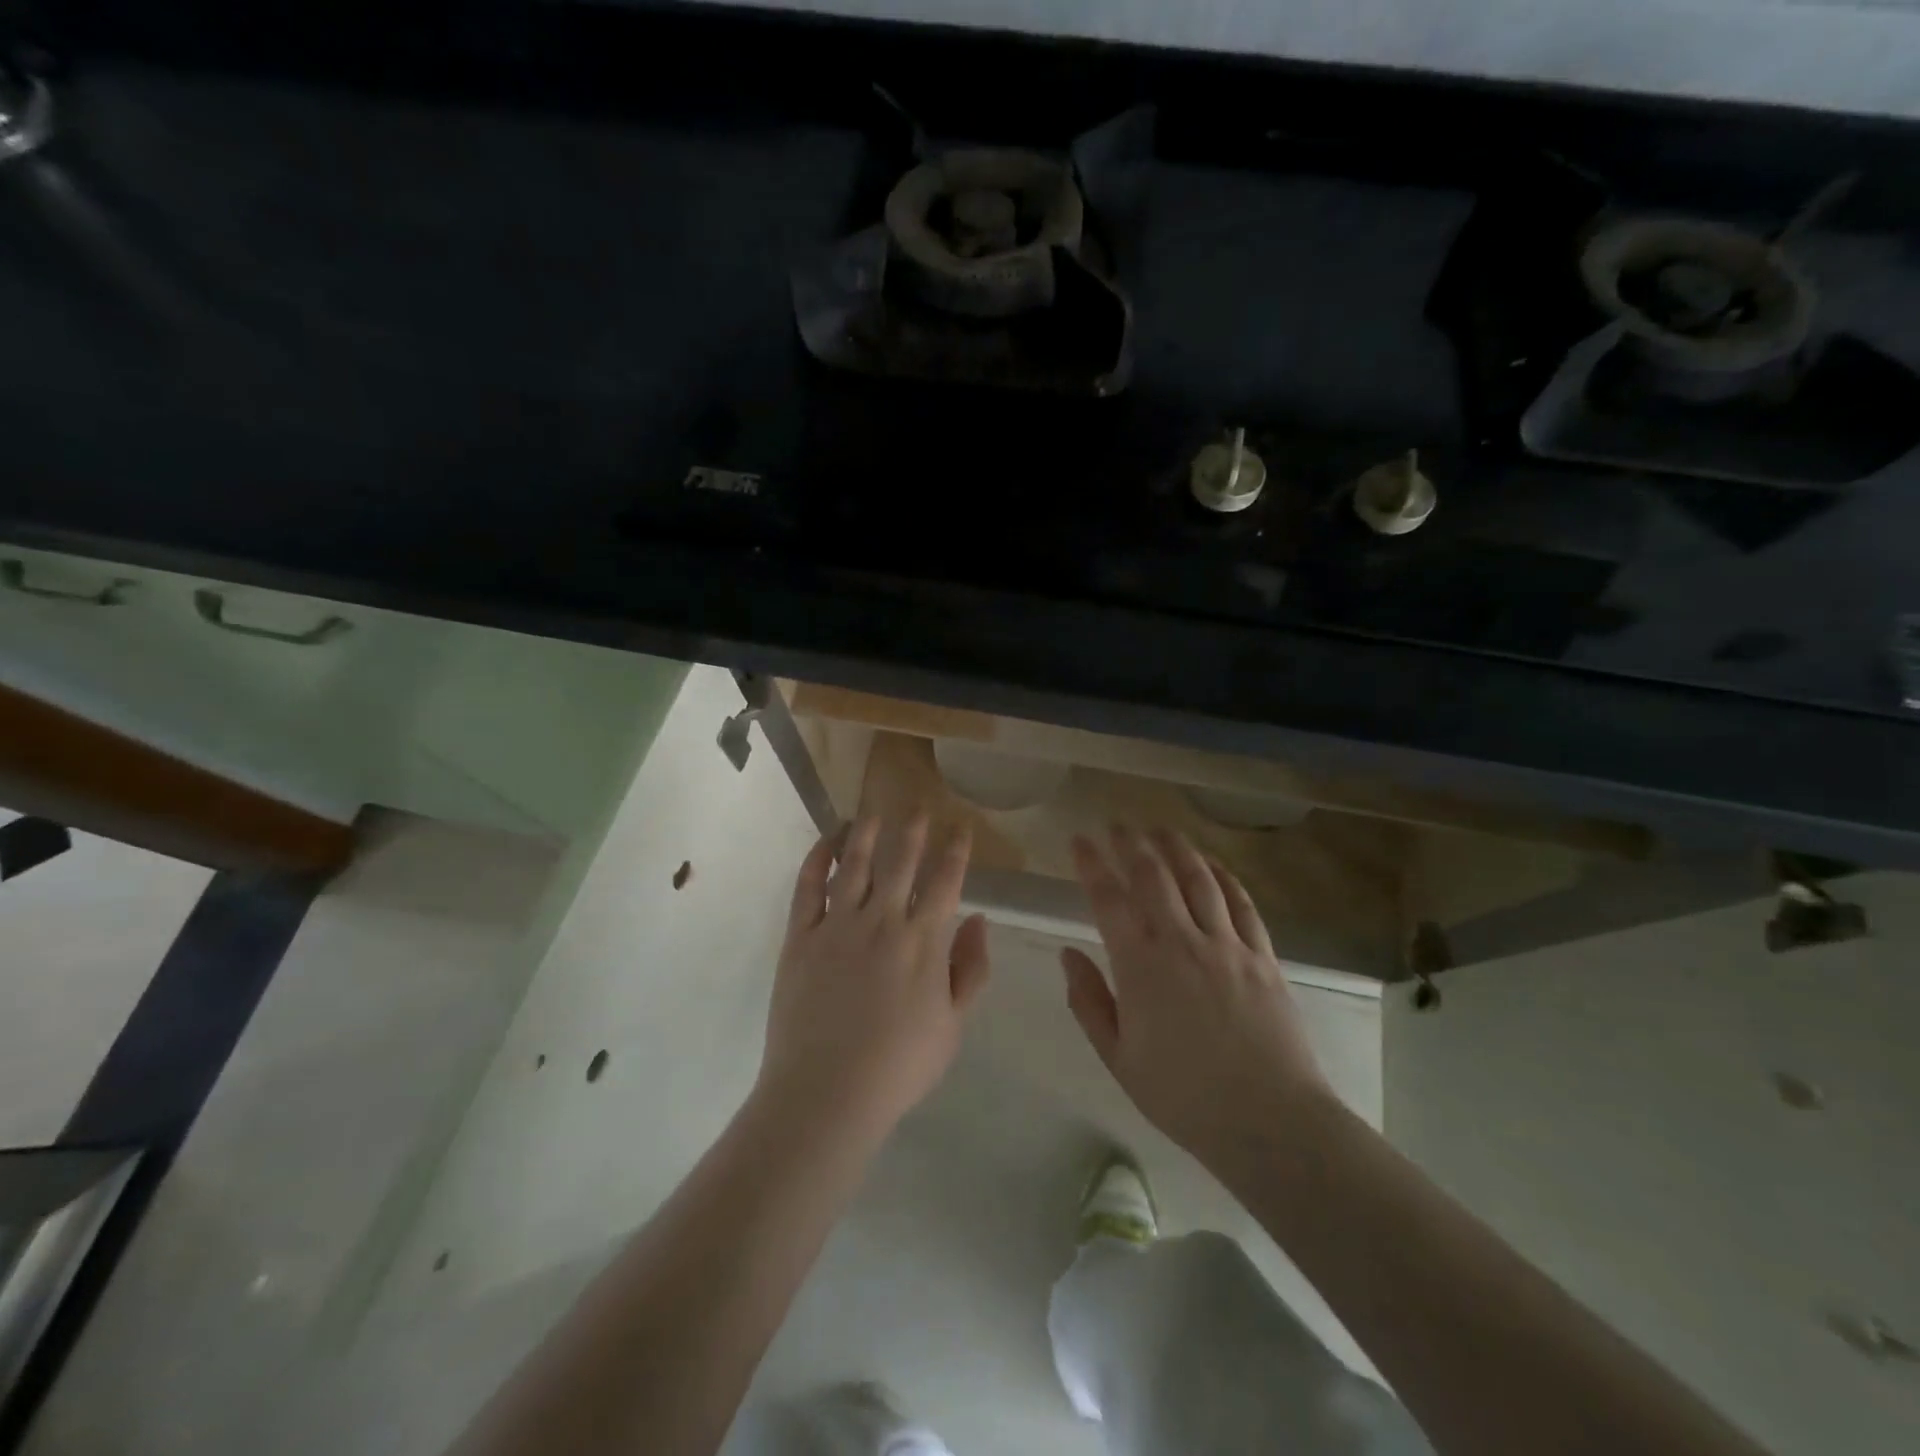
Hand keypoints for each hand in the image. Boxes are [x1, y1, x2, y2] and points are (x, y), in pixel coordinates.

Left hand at [756, 814, 990, 1145]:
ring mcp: (837, 925)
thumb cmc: (899, 1065)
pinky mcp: (800, 937)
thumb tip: (980, 919)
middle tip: (919, 806)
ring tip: (873, 812)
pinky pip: (807, 887)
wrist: (827, 1093)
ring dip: (866, 833)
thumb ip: (970, 968)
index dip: (956, 850)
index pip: (945, 881)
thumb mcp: (953, 1025)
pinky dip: (816, 859)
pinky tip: (825, 842)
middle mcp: (882, 920)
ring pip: (854, 864)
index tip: (961, 827)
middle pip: (900, 861)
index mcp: (924, 940)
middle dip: (913, 830)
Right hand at [1061, 825, 1333, 1175]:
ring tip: (1160, 828)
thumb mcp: (1118, 1058)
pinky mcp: (1262, 956)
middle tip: (1117, 824)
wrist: (1269, 1121)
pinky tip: (1213, 865)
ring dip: (1176, 848)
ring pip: (1198, 879)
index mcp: (1140, 965)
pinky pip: (1241, 903)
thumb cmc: (1183, 1095)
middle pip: (1153, 875)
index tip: (1079, 840)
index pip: (1108, 898)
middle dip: (1130, 843)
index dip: (1090, 864)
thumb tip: (1067, 954)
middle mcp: (1182, 941)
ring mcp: (1227, 945)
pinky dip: (1224, 877)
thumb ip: (1088, 1001)